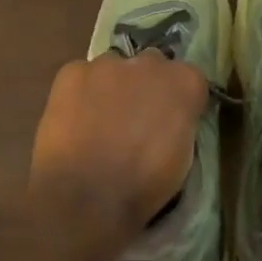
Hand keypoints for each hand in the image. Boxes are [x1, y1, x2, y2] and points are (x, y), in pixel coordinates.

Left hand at [29, 50, 207, 245]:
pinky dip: (82, 94)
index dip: (181, 101)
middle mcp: (150, 63)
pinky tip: (76, 121)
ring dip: (113, 88)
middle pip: (152, 66)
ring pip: (114, 69)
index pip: (190, 79)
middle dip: (148, 87)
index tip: (173, 122)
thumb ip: (180, 123)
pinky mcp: (71, 72)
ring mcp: (108, 64)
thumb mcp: (183, 156)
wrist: (87, 198)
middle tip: (137, 121)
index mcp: (186, 83)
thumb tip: (170, 119)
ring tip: (101, 123)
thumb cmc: (145, 186)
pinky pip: (82, 76)